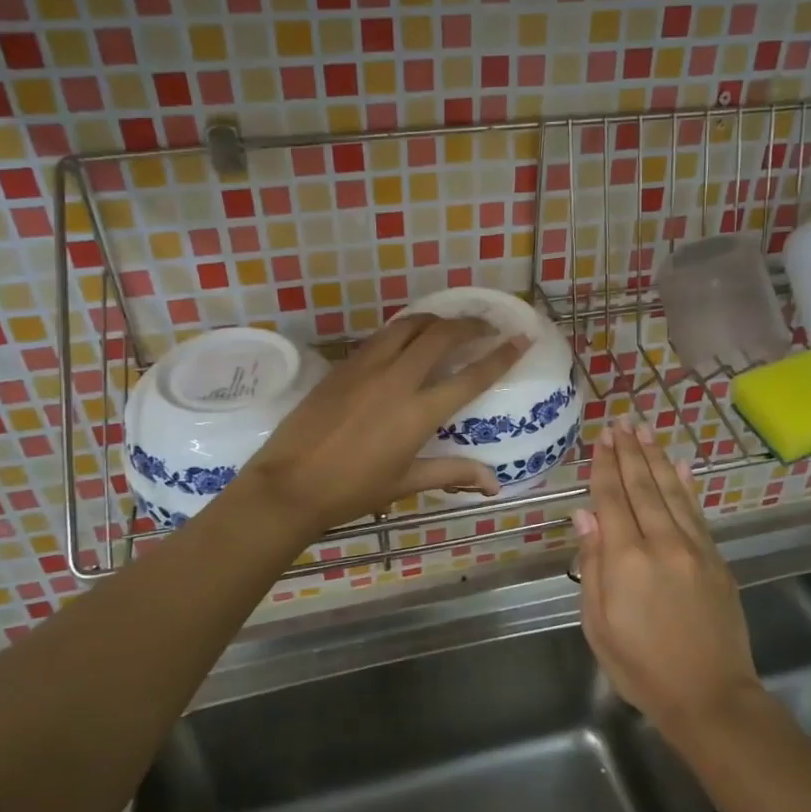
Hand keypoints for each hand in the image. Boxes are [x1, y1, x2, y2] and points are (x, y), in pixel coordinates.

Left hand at [239, 314, 527, 531]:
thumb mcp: (405, 483)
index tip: (521, 338)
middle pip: (442, 336)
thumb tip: (493, 484)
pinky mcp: (343, 366)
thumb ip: (452, 473)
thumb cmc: (351, 490)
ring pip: (408, 326)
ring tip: (448, 327)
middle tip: (485, 328)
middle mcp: (397, 380)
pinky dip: (403, 331)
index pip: (471, 376)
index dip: (501, 355)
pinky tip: (406, 340)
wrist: (289, 484)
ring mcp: (366, 368)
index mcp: (418, 413)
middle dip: (470, 325)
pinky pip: (381, 337)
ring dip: (435, 321)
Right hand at [573, 421, 761, 739]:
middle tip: (621, 422)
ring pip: (671, 492)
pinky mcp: (716, 560)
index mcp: (626, 559)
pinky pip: (697, 513)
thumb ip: (592, 565)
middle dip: (629, 452)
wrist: (710, 696)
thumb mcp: (598, 624)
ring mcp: (694, 549)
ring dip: (656, 459)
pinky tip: (681, 466)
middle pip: (642, 487)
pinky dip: (687, 486)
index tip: (601, 439)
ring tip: (645, 431)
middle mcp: (661, 543)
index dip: (604, 466)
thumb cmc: (641, 667)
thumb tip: (585, 515)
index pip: (611, 500)